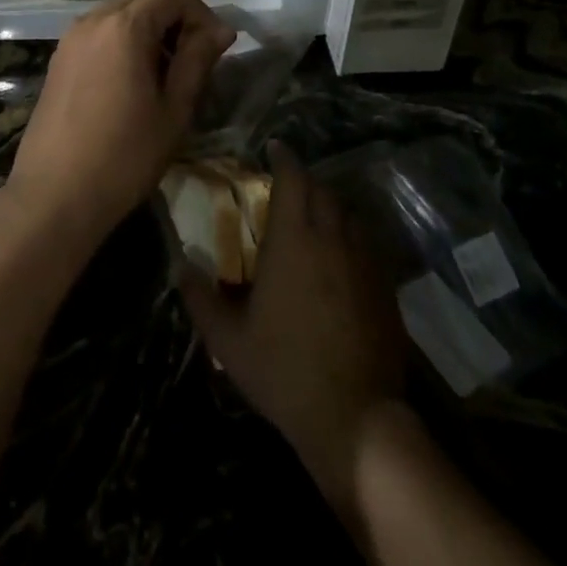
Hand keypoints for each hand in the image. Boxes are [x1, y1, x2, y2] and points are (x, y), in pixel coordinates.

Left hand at [5, 0, 236, 250]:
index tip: (215, 48)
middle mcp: (92, 20)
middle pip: (144, 1)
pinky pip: (99, 35)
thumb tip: (221, 29)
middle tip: (194, 62)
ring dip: (148, 33)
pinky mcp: (57, 60)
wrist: (55, 195)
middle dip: (175, 22)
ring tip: (165, 76)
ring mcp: (69, 39)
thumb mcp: (174, 109)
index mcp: (124, 26)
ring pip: (120, 17)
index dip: (201, 14)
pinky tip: (131, 83)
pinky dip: (123, 44)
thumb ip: (197, 60)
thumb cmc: (124, 155)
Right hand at [179, 144, 406, 510]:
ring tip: (312, 219)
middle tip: (286, 187)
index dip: (285, 159)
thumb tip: (181, 266)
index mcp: (294, 241)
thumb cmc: (283, 370)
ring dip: (330, 207)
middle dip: (305, 181)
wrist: (354, 417)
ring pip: (349, 215)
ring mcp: (365, 263)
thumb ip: (200, 298)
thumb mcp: (227, 339)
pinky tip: (339, 258)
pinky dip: (350, 237)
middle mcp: (333, 240)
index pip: (294, 180)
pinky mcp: (385, 288)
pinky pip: (367, 244)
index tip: (275, 148)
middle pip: (323, 191)